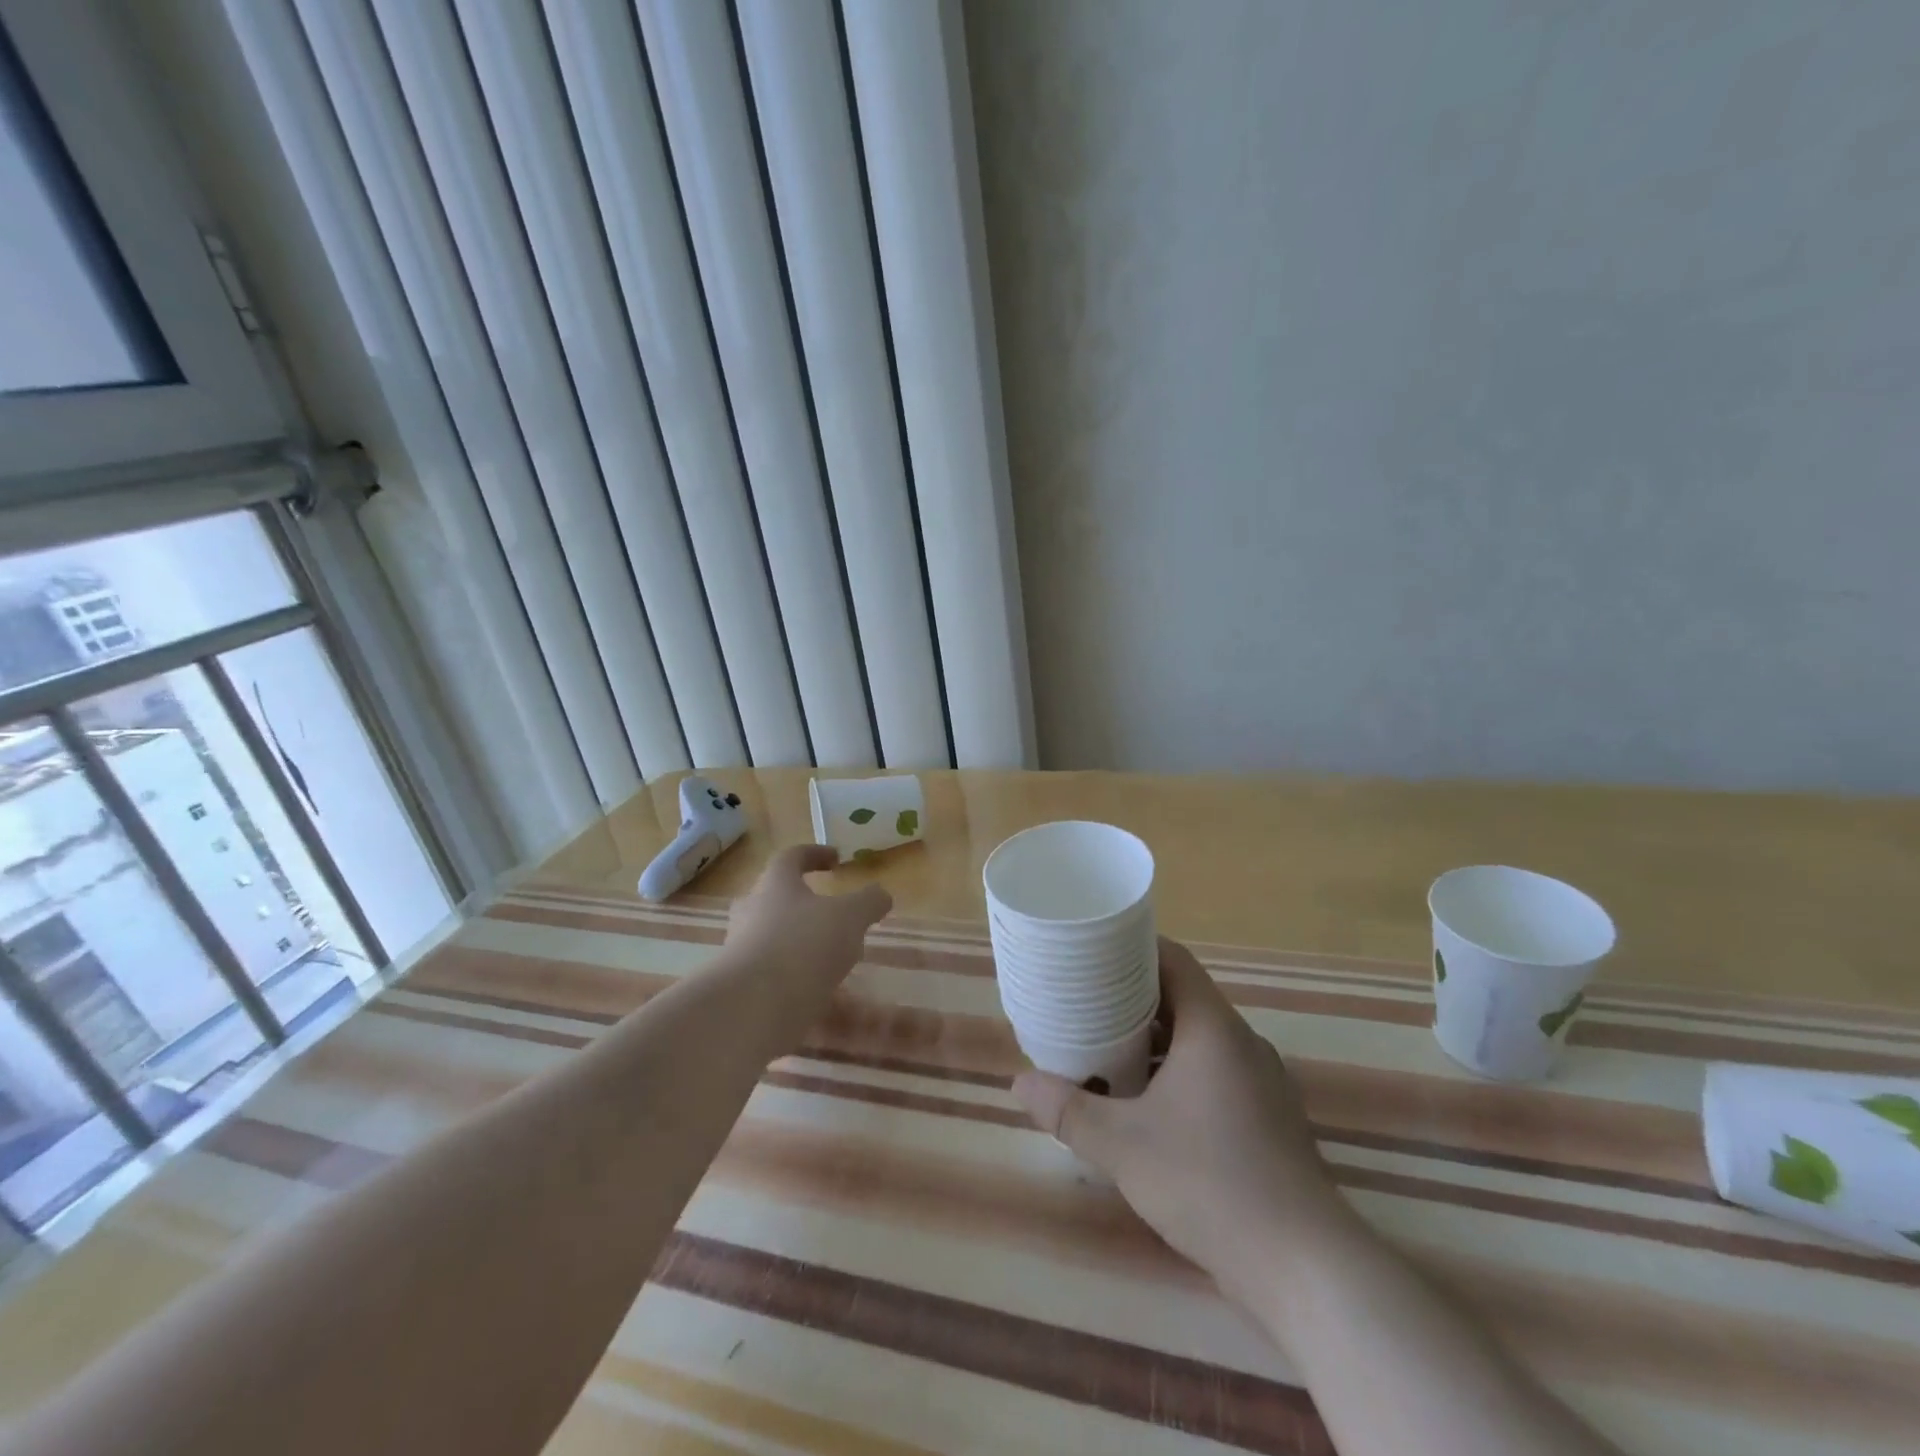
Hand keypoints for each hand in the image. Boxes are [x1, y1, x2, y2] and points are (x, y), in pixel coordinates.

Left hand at [721, 844, 891, 1048]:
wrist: (752, 1008)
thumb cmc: (803, 944)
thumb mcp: (850, 916)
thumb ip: (869, 902)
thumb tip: (880, 894)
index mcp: (775, 885)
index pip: (791, 857)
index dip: (815, 854)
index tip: (836, 858)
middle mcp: (752, 912)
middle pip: (775, 898)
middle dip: (803, 903)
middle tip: (831, 913)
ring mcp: (743, 951)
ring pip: (776, 939)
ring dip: (804, 945)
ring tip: (837, 963)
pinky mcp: (743, 988)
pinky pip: (776, 976)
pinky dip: (801, 982)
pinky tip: (827, 998)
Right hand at [1014, 938, 1355, 1293]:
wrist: (1304, 1267)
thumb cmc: (1209, 1182)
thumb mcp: (1123, 1145)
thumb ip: (1068, 1111)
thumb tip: (1019, 1083)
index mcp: (1213, 1028)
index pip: (1173, 960)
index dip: (1132, 947)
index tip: (1092, 951)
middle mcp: (1242, 1043)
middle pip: (1182, 998)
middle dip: (1132, 998)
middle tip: (1085, 1003)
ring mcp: (1261, 1083)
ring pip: (1199, 1040)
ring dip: (1154, 1041)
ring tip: (1106, 1051)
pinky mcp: (1268, 1120)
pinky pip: (1215, 1074)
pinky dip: (1178, 1074)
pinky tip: (1147, 1106)